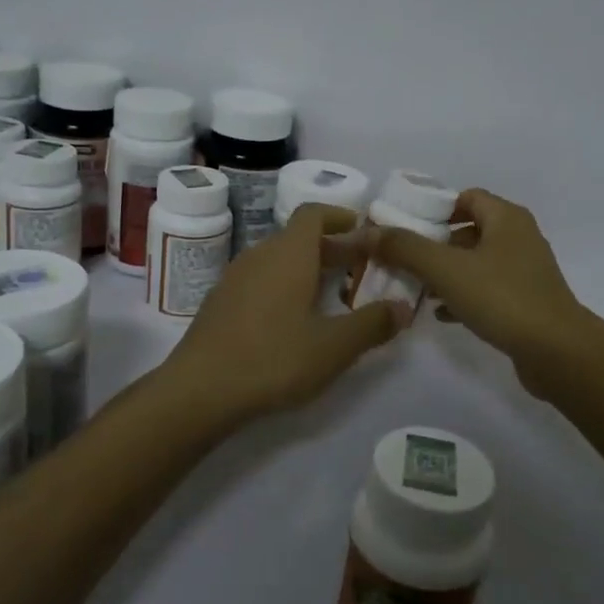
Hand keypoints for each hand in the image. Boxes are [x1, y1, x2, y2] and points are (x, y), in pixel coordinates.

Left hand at [158, 205, 410, 426]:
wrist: (199, 390)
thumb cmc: (272, 359)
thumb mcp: (333, 347)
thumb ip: (372, 324)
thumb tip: (404, 307)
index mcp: (289, 254)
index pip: (313, 213)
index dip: (340, 216)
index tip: (364, 231)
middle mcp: (260, 255)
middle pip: (298, 237)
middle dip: (332, 248)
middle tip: (360, 269)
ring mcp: (234, 278)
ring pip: (278, 260)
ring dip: (307, 268)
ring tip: (331, 296)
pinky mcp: (220, 302)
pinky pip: (260, 280)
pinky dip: (283, 286)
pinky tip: (293, 320)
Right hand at [371, 189, 591, 394]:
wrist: (558, 352)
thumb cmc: (502, 298)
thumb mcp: (446, 269)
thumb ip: (404, 248)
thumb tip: (366, 232)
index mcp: (506, 218)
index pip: (465, 197)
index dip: (433, 209)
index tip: (403, 227)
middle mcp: (519, 237)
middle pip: (468, 230)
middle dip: (433, 244)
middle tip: (402, 260)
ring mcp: (525, 271)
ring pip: (476, 262)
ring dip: (446, 273)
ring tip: (415, 288)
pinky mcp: (526, 301)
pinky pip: (486, 289)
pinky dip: (462, 296)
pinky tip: (441, 314)